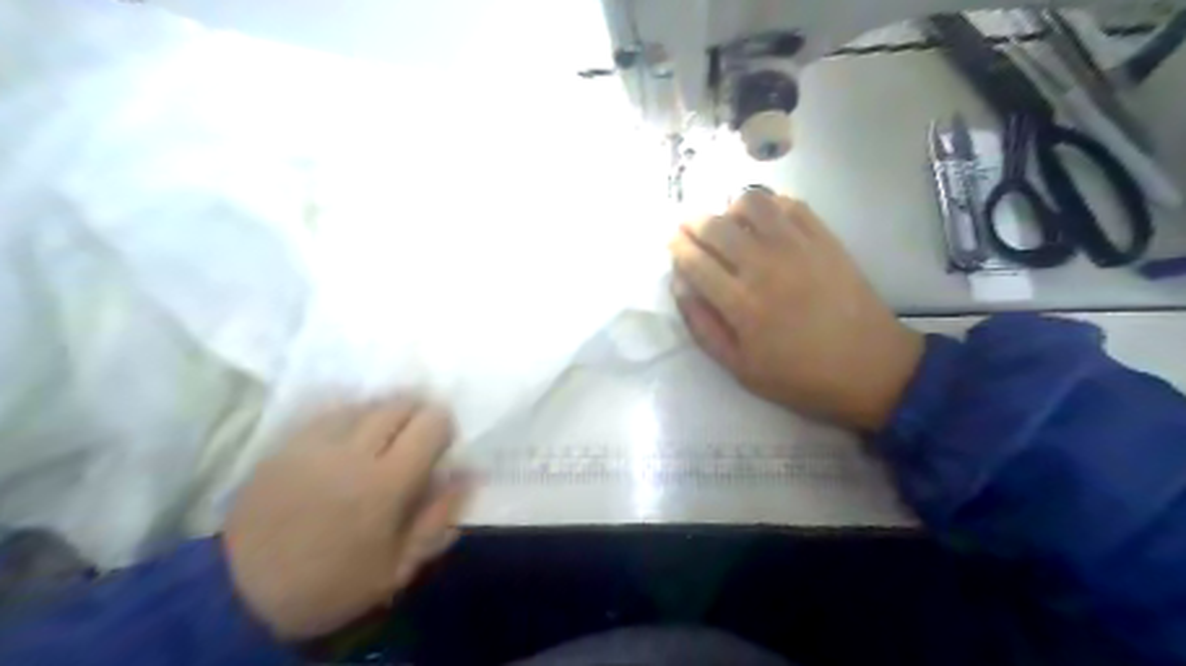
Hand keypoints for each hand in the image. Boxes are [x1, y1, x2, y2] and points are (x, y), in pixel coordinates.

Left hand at [220, 398, 466, 642]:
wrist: (240, 594)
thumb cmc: (333, 584)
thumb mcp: (399, 566)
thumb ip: (439, 517)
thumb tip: (468, 474)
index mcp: (385, 483)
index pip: (431, 423)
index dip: (443, 427)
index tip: (441, 445)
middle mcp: (352, 451)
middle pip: (399, 404)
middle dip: (417, 414)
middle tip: (415, 438)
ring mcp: (314, 442)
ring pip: (365, 403)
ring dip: (383, 414)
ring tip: (382, 437)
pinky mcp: (285, 443)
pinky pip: (329, 412)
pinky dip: (350, 418)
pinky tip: (348, 438)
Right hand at [670, 193, 920, 431]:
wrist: (871, 368)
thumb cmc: (799, 376)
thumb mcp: (740, 368)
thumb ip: (703, 326)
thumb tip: (679, 286)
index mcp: (741, 304)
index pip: (694, 261)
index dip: (676, 247)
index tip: (671, 243)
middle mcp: (764, 267)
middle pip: (715, 226)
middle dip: (692, 222)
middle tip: (688, 228)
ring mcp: (797, 247)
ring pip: (751, 202)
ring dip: (730, 207)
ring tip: (730, 223)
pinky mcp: (825, 239)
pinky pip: (790, 204)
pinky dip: (769, 204)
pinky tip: (765, 222)